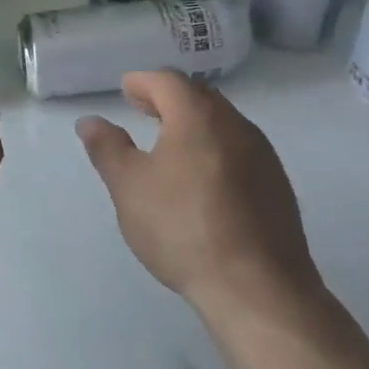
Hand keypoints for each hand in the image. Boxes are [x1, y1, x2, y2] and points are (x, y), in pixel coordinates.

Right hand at [76, 71, 329, 333]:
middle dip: (169, 98)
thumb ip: (107, 148)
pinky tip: (202, 179)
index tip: (126, 90)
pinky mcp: (277, 186)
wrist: (256, 287)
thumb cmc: (182, 228)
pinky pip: (240, 150)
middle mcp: (237, 126)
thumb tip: (91, 121)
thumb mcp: (129, 187)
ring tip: (169, 144)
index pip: (169, 81)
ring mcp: (264, 156)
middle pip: (200, 97)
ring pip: (223, 123)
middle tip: (144, 110)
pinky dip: (214, 148)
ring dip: (194, 123)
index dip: (143, 82)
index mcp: (198, 118)